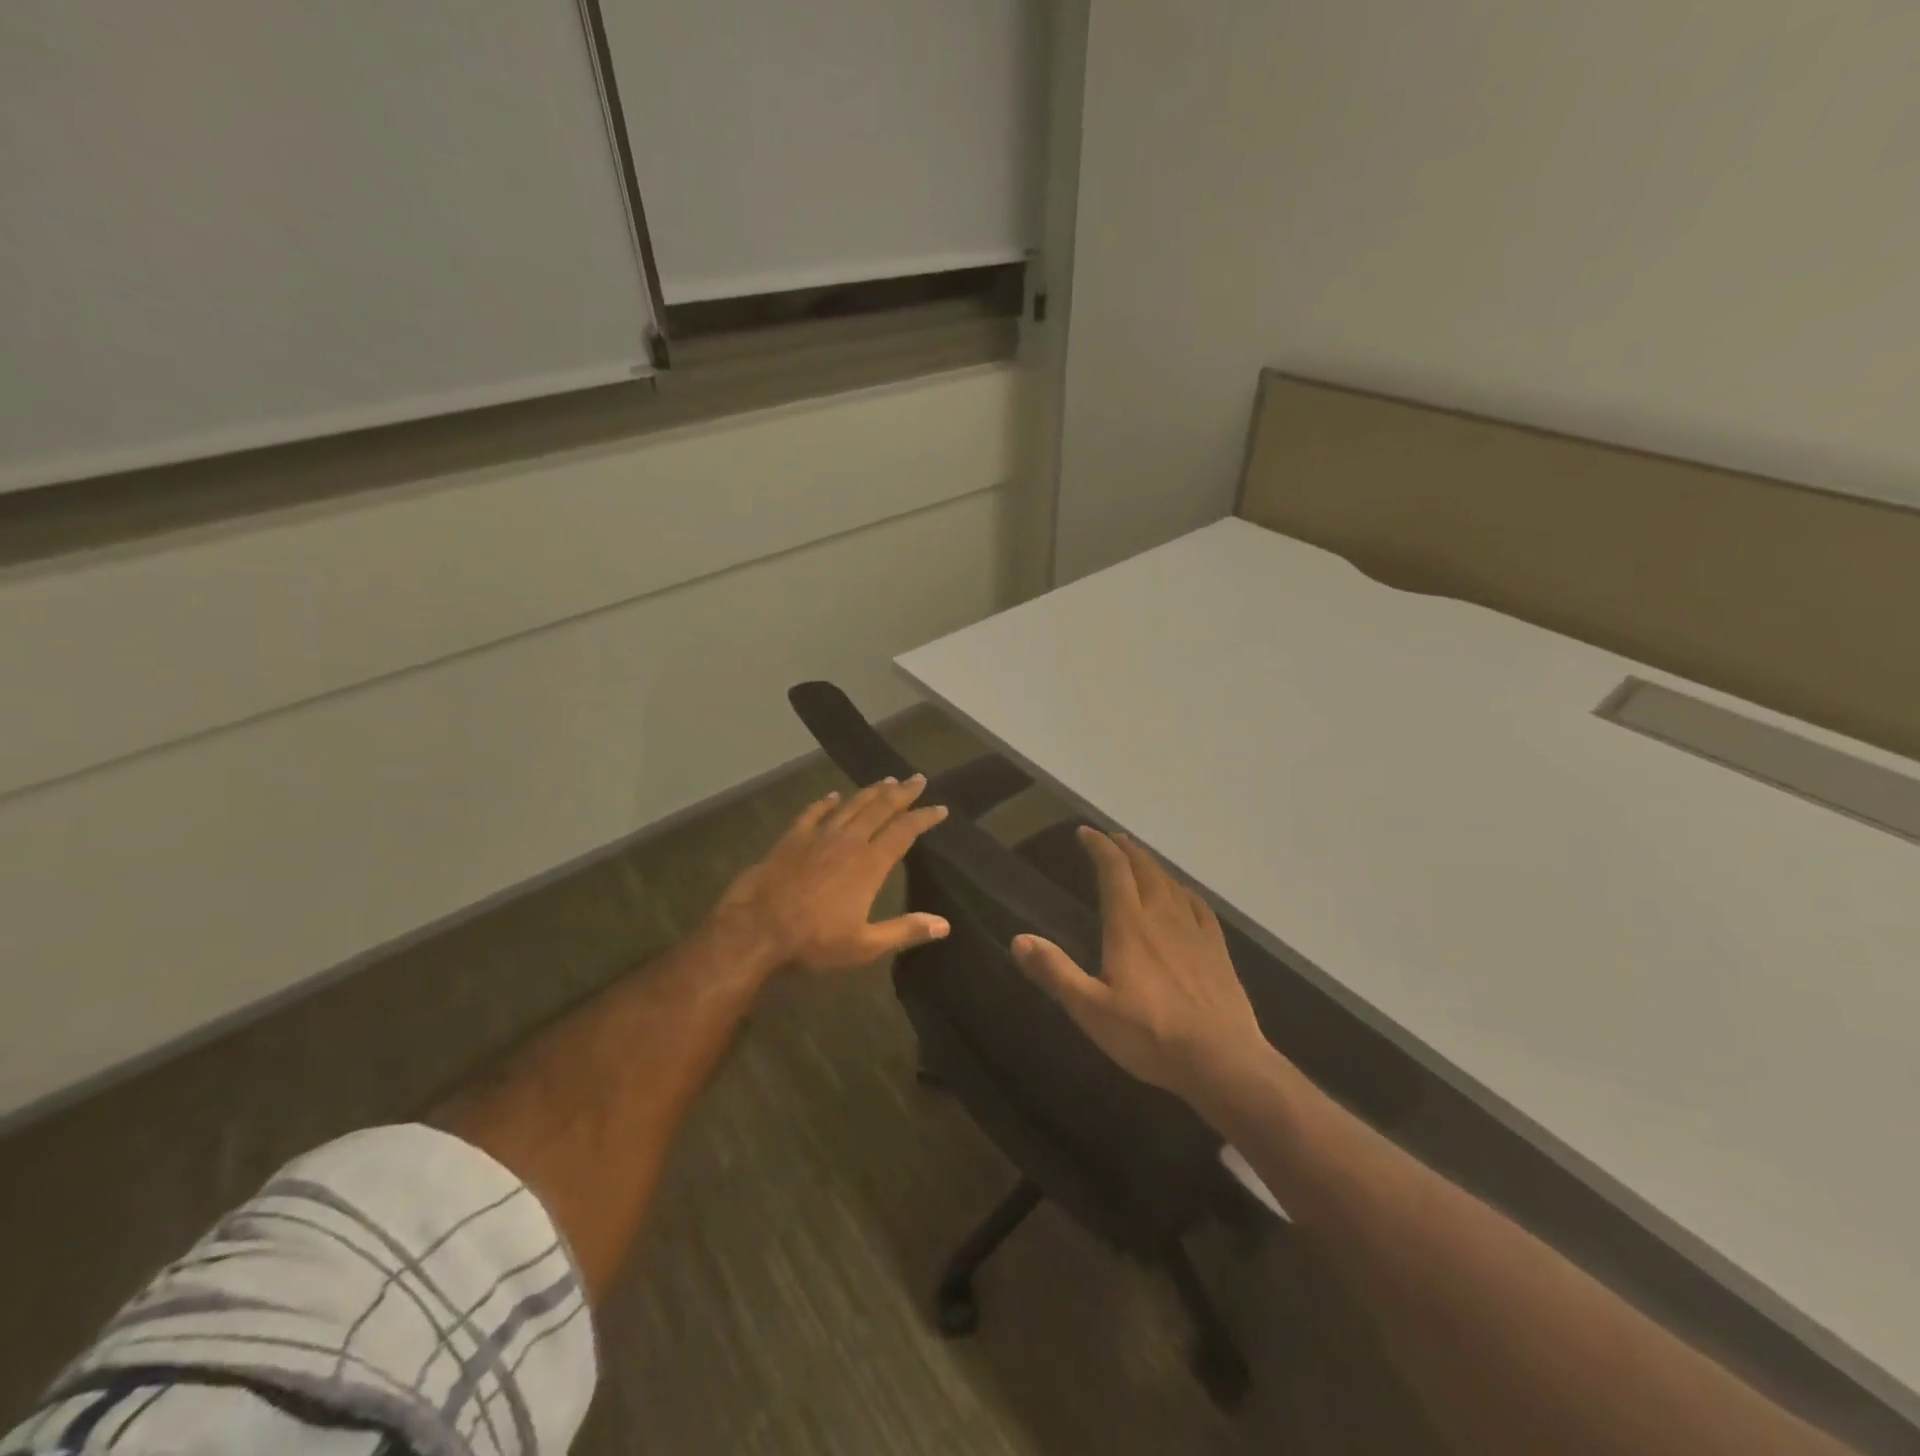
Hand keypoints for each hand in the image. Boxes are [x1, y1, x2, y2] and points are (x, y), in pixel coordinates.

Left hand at [712, 776, 951, 972]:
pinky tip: (833, 796)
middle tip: (918, 779)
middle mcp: (848, 841)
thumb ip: (905, 931)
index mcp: (870, 864)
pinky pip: (813, 813)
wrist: (755, 930)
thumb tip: (944, 925)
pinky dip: (826, 803)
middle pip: (880, 808)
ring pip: (851, 805)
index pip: (904, 831)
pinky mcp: (791, 838)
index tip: (940, 808)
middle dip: (902, 793)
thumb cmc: (813, 941)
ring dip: (871, 792)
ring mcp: (818, 836)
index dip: (924, 818)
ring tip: (886, 780)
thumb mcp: (864, 945)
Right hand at [1011, 827, 1266, 1100]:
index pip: (1113, 870)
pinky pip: (1198, 906)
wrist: (1222, 1060)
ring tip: (1139, 859)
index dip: (1099, 846)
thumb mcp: (1091, 1009)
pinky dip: (1183, 890)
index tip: (1085, 832)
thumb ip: (1055, 972)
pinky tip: (1182, 895)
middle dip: (1125, 849)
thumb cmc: (1150, 1035)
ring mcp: (1194, 932)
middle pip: (1144, 869)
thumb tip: (1018, 939)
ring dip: (1151, 864)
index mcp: (1130, 925)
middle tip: (1111, 838)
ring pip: (1170, 883)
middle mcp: (1162, 917)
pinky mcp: (1217, 950)